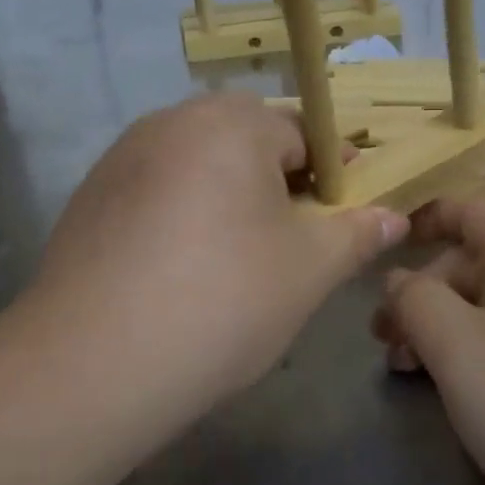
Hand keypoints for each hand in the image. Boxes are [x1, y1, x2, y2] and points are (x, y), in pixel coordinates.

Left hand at [28, 94, 406, 409]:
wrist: (92, 363)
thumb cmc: (223, 300)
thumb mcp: (309, 270)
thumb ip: (357, 234)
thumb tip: (394, 217)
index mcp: (231, 124)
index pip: (301, 131)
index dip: (330, 171)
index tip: (339, 214)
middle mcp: (173, 121)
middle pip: (245, 139)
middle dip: (276, 179)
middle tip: (289, 238)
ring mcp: (123, 156)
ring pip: (197, 162)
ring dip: (226, 193)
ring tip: (235, 257)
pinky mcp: (90, 194)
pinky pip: (156, 187)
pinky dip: (180, 212)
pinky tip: (178, 268)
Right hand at [374, 197, 484, 484]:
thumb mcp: (460, 350)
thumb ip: (417, 302)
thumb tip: (399, 279)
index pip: (473, 206)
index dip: (428, 217)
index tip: (388, 246)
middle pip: (479, 258)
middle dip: (426, 290)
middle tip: (386, 342)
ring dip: (449, 324)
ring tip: (410, 371)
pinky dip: (482, 348)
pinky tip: (464, 390)